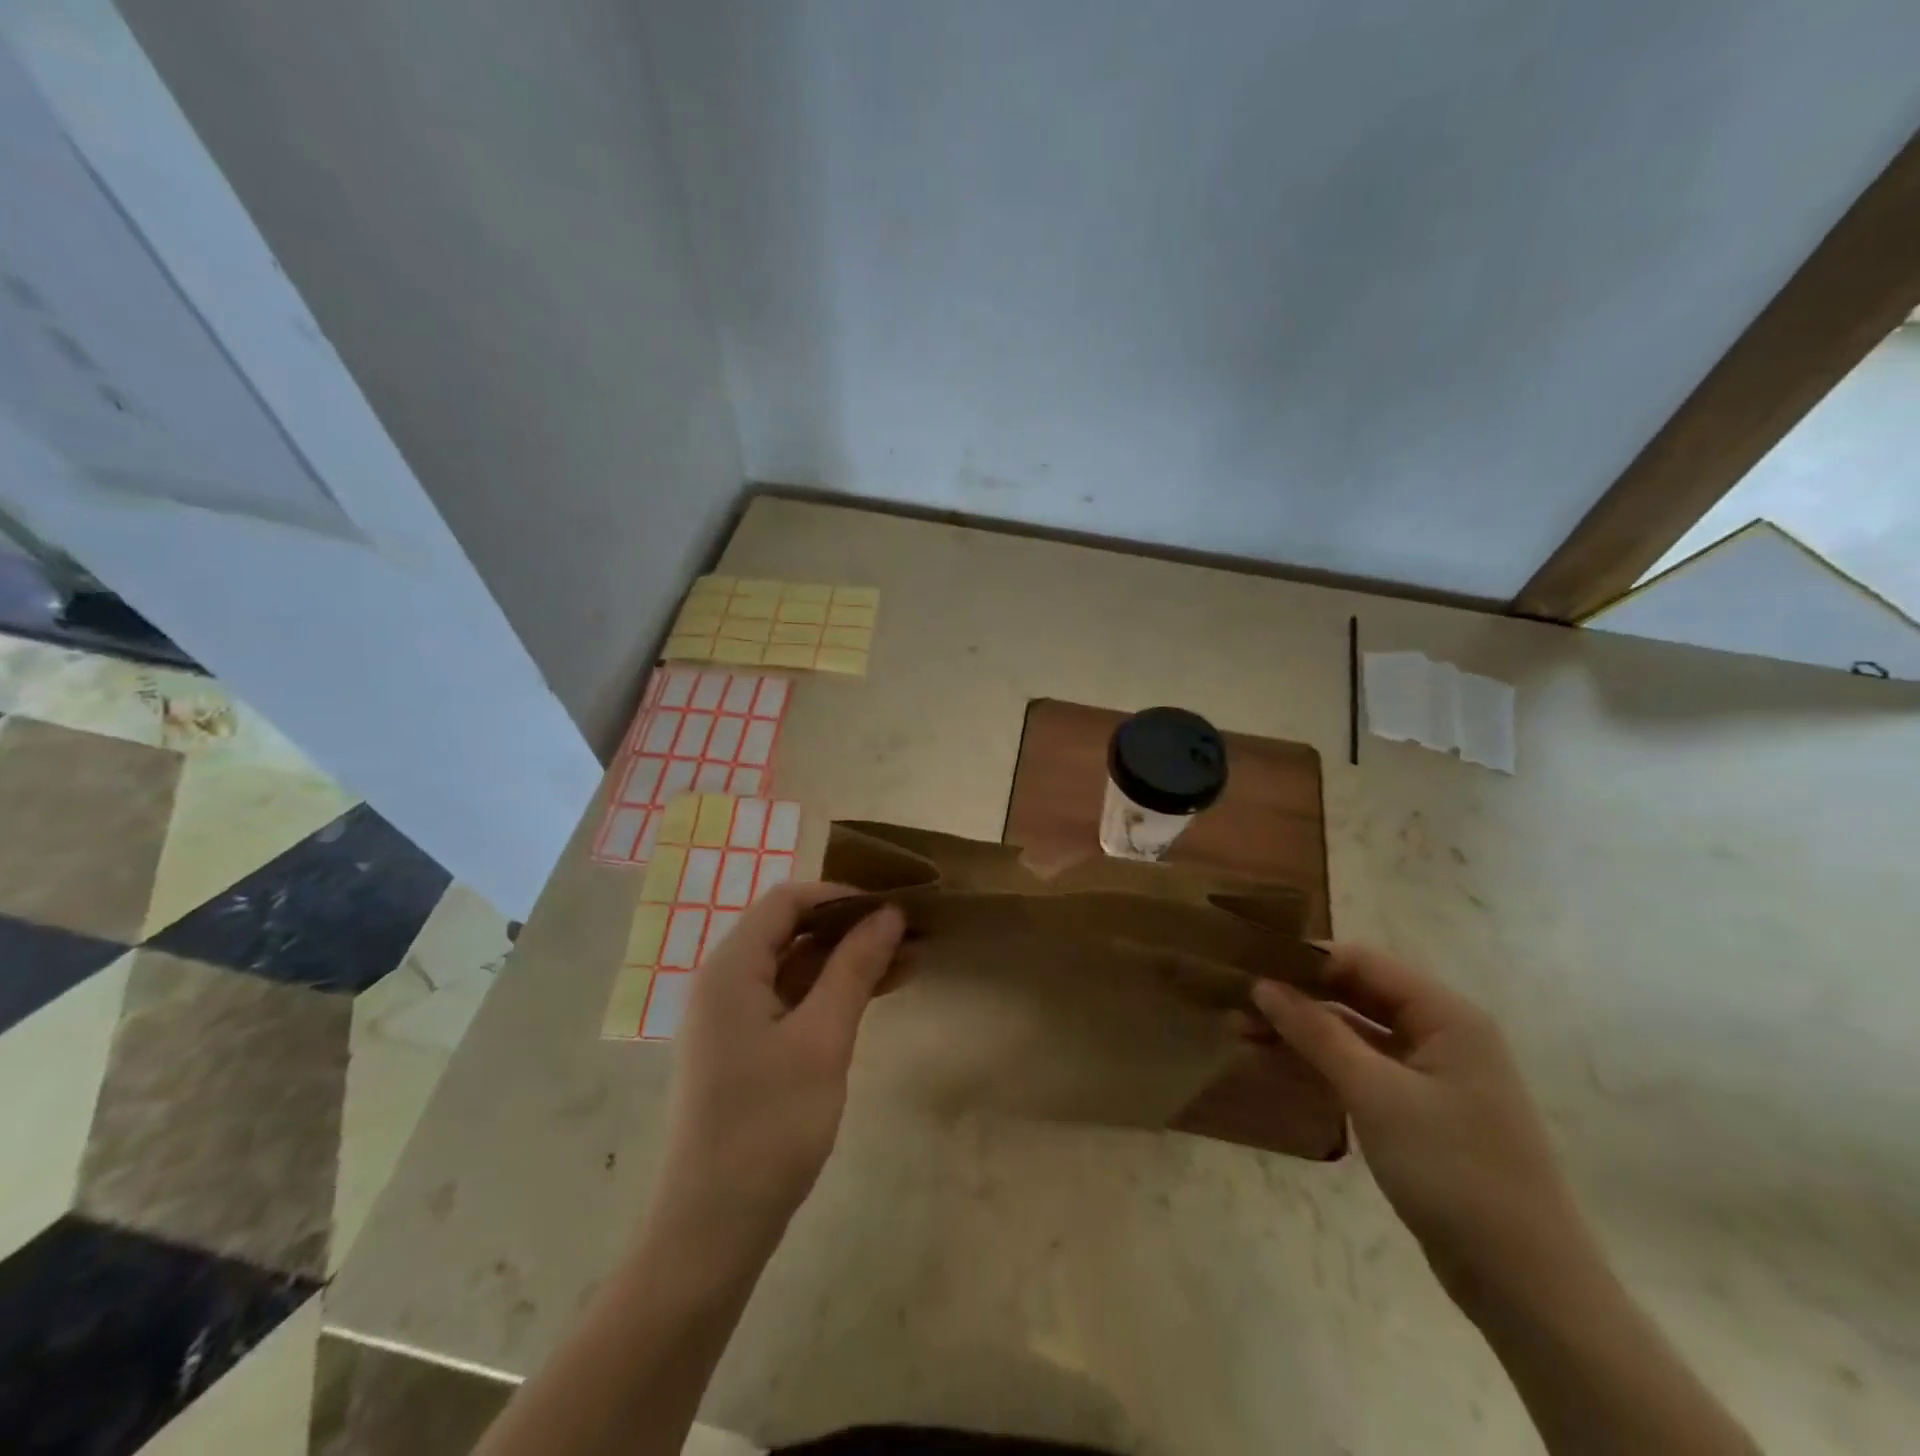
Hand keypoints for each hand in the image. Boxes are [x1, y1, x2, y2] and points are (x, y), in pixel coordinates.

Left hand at [657, 882, 904, 1237]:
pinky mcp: (746, 1049)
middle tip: (910, 935)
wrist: (713, 1230)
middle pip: (792, 931)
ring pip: (797, 968)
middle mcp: (726, 982)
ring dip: (848, 962)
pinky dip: (832, 993)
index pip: (787, 900)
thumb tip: (889, 914)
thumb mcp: (822, 1039)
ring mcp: (734, 1018)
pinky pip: (793, 1001)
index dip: (841, 896)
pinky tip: (876, 996)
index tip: (891, 909)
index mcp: (732, 968)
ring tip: (909, 963)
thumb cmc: (768, 1126)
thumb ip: (854, 968)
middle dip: (851, 928)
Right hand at [1251, 944, 1590, 1303]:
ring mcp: (1432, 1073)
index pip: (1363, 962)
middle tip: (1237, 1000)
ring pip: (1355, 1031)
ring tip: (1244, 1031)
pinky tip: (1280, 1062)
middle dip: (1298, 995)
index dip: (1305, 959)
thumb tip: (1262, 984)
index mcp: (1445, 1014)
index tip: (1248, 963)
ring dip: (1304, 1029)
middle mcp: (1441, 1032)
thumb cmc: (1453, 1170)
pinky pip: (1362, 1066)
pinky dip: (1322, 1061)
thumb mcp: (1375, 1094)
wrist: (1525, 1285)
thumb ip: (1316, 1032)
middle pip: (1357, 993)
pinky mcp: (1420, 1109)